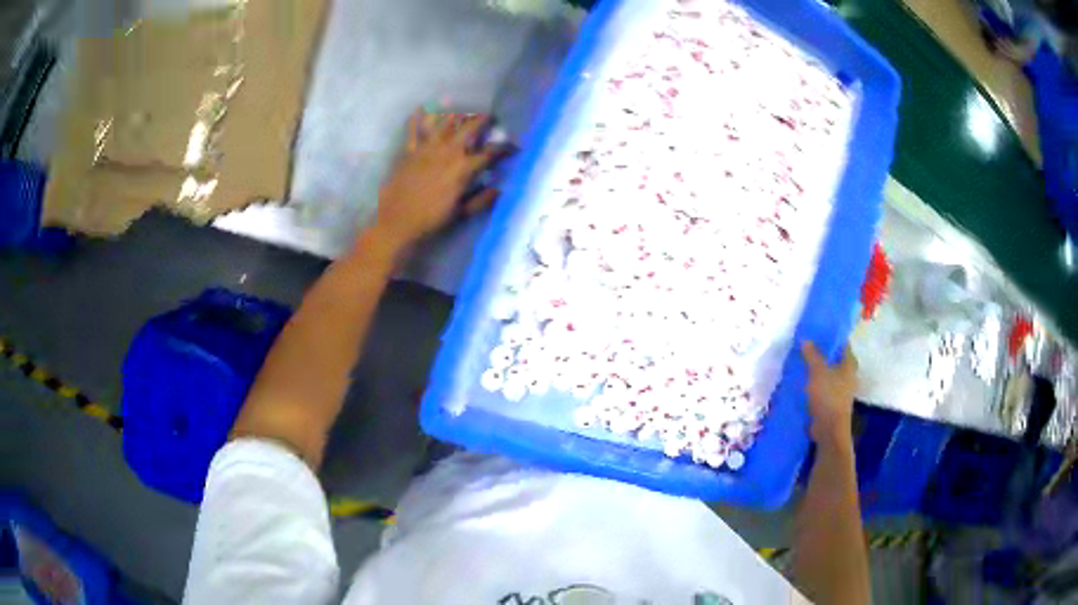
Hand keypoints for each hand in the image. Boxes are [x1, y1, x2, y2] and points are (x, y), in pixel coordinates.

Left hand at [371, 110, 501, 250]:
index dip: (505, 148)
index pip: (490, 153)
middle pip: (469, 127)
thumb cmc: (431, 220)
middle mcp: (448, 152)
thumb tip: (499, 190)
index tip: (514, 147)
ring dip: (454, 115)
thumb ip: (482, 200)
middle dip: (482, 119)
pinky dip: (416, 118)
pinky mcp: (409, 151)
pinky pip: (413, 130)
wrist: (397, 222)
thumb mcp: (461, 213)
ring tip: (460, 111)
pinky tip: (419, 108)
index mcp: (464, 168)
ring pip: (444, 123)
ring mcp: (427, 148)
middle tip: (489, 117)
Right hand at [801, 341, 857, 447]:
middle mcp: (848, 374)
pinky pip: (822, 386)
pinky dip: (814, 382)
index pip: (841, 342)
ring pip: (827, 372)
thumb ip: (812, 354)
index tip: (815, 329)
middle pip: (834, 357)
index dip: (829, 335)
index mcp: (849, 362)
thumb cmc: (828, 396)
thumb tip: (805, 339)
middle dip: (821, 352)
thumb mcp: (817, 371)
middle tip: (804, 344)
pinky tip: (802, 381)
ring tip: (800, 361)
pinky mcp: (832, 401)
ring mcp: (841, 388)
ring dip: (816, 368)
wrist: (829, 430)